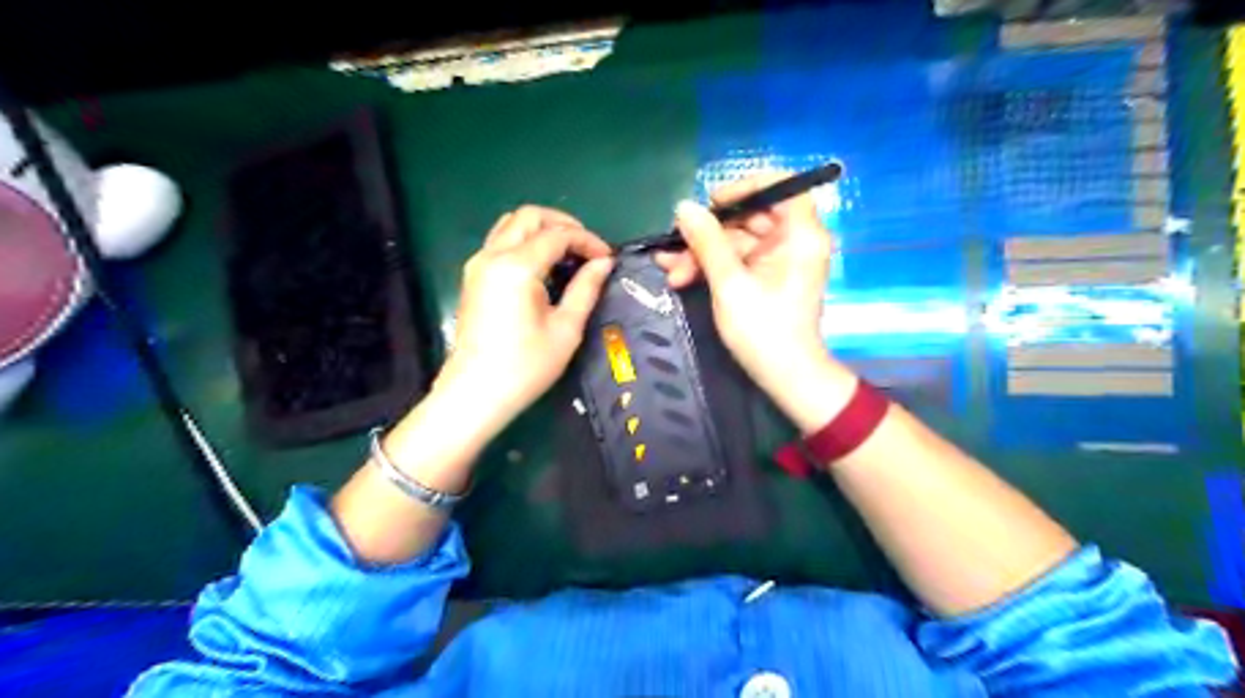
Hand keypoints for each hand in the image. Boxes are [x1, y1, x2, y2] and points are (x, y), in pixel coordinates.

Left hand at [435, 204, 614, 436]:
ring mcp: (477, 264)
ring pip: (510, 224)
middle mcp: (492, 255)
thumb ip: (585, 289)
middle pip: (529, 216)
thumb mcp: (566, 329)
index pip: (557, 235)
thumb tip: (603, 263)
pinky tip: (543, 264)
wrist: (476, 393)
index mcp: (517, 266)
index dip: (587, 241)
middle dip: (563, 224)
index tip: (607, 258)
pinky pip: (500, 242)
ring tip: (568, 251)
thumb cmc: (525, 366)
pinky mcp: (473, 277)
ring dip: (541, 229)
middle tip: (588, 247)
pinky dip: (524, 241)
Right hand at [661, 173, 856, 431]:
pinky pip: (737, 259)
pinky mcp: (766, 277)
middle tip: (675, 246)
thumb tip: (683, 207)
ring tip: (670, 270)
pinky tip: (680, 275)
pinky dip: (711, 266)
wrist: (785, 377)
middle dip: (708, 232)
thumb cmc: (763, 330)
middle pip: (750, 216)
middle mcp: (793, 240)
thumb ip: (707, 241)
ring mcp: (779, 259)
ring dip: (702, 253)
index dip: (745, 187)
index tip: (713, 204)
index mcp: (800, 234)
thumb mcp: (730, 283)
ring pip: (736, 240)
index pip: (781, 184)